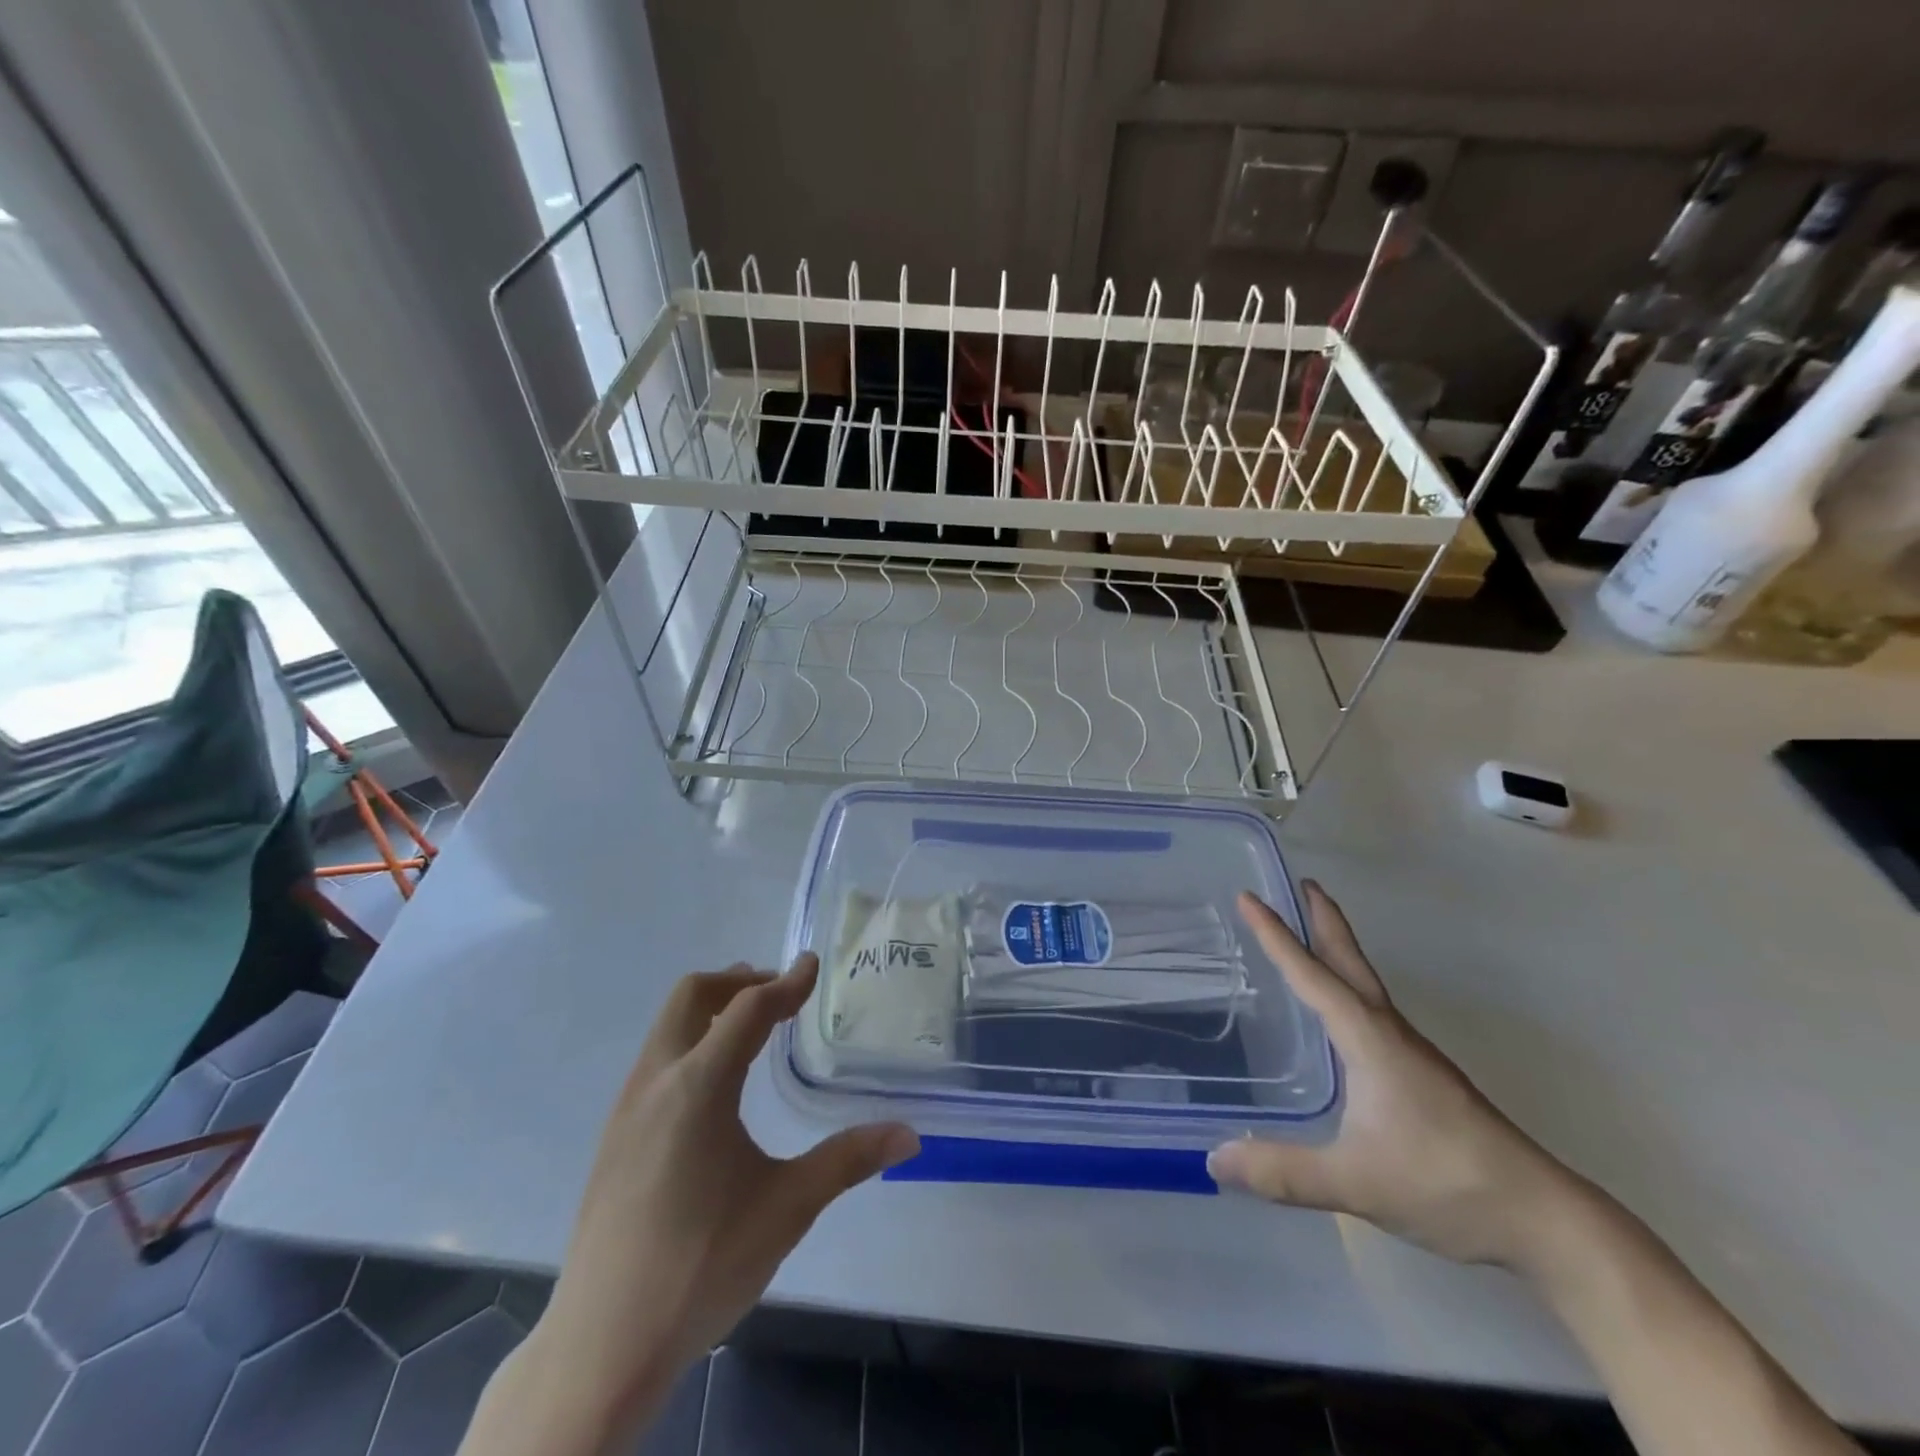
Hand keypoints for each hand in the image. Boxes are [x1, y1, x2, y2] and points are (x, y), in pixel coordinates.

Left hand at [536, 956, 918, 1422]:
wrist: (601, 1347)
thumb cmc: (702, 1266)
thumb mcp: (788, 1207)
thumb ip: (848, 1160)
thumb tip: (908, 1136)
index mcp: (699, 1086)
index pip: (748, 1008)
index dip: (785, 983)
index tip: (812, 965)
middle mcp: (656, 1082)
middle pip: (691, 996)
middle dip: (737, 981)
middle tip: (779, 994)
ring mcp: (626, 1110)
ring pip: (666, 1027)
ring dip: (709, 1010)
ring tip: (750, 1030)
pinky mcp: (613, 1139)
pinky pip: (655, 1061)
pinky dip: (689, 1043)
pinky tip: (713, 1090)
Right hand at [1208, 884, 1577, 1266]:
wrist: (1545, 1219)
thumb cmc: (1447, 1183)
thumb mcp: (1357, 1181)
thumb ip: (1285, 1172)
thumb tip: (1216, 1160)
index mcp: (1368, 1038)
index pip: (1311, 974)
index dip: (1276, 935)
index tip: (1249, 897)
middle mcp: (1388, 1032)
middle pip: (1350, 961)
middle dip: (1324, 920)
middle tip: (1301, 884)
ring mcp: (1409, 1053)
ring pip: (1364, 984)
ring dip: (1337, 950)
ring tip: (1311, 933)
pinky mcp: (1421, 1075)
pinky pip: (1372, 1010)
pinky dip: (1347, 987)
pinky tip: (1339, 1013)